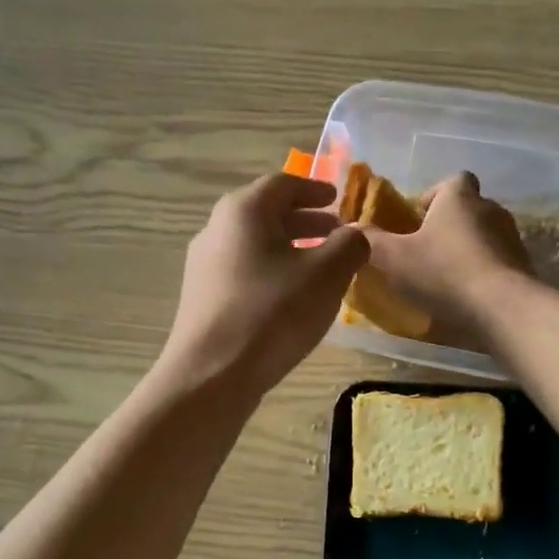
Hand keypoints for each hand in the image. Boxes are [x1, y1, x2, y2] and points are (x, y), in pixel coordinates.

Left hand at [160, 173, 369, 397]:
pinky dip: (273, 273)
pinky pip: (245, 273)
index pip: (283, 184)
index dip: (315, 189)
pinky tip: (293, 299)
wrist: (212, 374)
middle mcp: (216, 230)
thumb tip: (356, 235)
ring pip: (255, 246)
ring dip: (290, 250)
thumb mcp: (327, 275)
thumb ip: (349, 245)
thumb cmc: (272, 313)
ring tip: (321, 268)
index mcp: (243, 211)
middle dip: (306, 221)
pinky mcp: (203, 299)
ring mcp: (204, 267)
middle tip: (337, 233)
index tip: (337, 198)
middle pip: (266, 214)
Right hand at [361, 172, 534, 344]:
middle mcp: (490, 209)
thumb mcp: (393, 258)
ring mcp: (511, 238)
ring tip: (445, 278)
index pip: (451, 181)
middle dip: (447, 227)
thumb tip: (350, 229)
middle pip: (467, 209)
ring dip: (466, 251)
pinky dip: (483, 273)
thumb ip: (370, 242)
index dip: (433, 197)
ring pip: (483, 236)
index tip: (417, 221)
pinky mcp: (523, 266)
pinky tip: (467, 297)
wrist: (503, 308)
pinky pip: (497, 262)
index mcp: (459, 197)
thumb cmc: (444, 273)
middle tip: (425, 252)